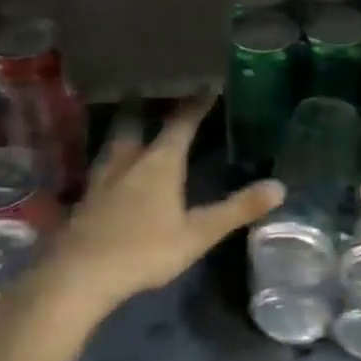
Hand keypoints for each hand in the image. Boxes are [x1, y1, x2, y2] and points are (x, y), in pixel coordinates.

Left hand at [42, 93, 282, 319]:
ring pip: (112, 144)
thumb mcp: (199, 233)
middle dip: (143, 107)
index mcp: (159, 164)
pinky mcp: (84, 201)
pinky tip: (107, 172)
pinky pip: (99, 168)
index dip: (195, 105)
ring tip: (127, 125)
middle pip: (134, 125)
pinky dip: (108, 159)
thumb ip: (237, 210)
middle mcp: (128, 162)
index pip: (180, 125)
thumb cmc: (145, 251)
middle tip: (145, 91)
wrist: (81, 274)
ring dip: (122, 130)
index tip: (206, 86)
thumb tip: (279, 187)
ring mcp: (101, 180)